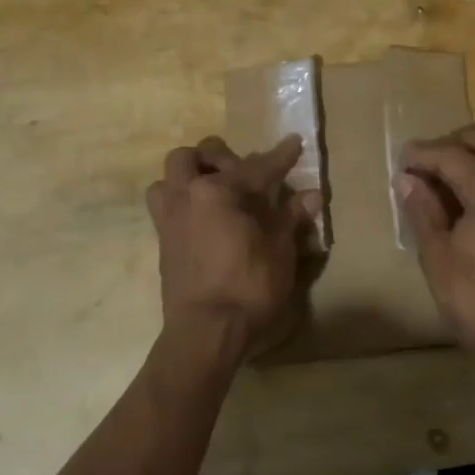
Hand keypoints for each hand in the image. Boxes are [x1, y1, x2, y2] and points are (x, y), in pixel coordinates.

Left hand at [146, 134, 318, 364]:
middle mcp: (188, 194)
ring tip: (214, 190)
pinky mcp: (162, 240)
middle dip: (222, 157)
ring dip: (190, 174)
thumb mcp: (280, 252)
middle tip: (245, 173)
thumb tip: (312, 195)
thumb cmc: (249, 287)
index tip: (295, 142)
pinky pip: (164, 203)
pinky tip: (203, 217)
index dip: (281, 156)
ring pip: (170, 175)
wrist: (205, 331)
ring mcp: (170, 216)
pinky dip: (181, 199)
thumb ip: (292, 218)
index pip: (257, 166)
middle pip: (197, 155)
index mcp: (219, 191)